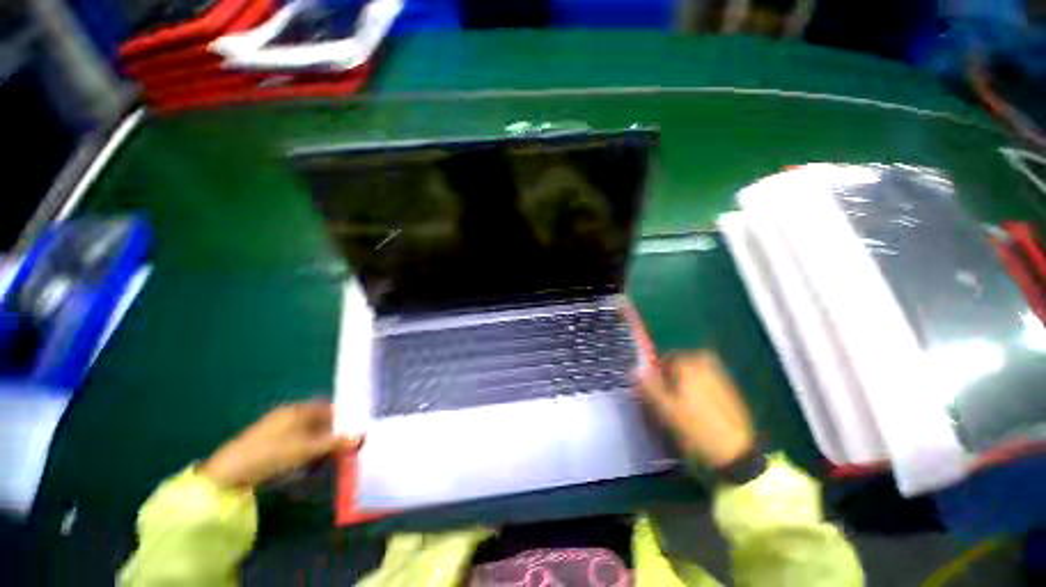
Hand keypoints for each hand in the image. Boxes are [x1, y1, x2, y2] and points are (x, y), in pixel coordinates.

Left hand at [201, 401, 361, 488]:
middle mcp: (289, 414)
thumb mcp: (307, 450)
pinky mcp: (267, 442)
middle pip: (319, 420)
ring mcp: (276, 427)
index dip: (343, 419)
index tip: (353, 433)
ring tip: (324, 459)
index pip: (329, 408)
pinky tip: (304, 463)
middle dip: (331, 433)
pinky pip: (295, 441)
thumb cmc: (271, 454)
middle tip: (341, 449)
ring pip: (307, 432)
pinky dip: (304, 450)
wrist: (228, 473)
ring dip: (318, 443)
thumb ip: (334, 443)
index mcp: (299, 409)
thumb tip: (361, 437)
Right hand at [636, 351, 754, 467]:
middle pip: (678, 364)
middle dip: (671, 378)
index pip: (663, 359)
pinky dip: (697, 388)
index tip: (658, 393)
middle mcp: (704, 361)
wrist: (736, 450)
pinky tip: (699, 408)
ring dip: (684, 383)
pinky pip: (704, 379)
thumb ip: (649, 385)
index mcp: (688, 363)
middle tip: (670, 399)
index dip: (657, 375)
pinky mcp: (729, 385)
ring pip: (691, 372)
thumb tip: (634, 369)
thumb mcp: (666, 408)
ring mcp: (719, 372)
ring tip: (684, 406)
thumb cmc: (696, 427)